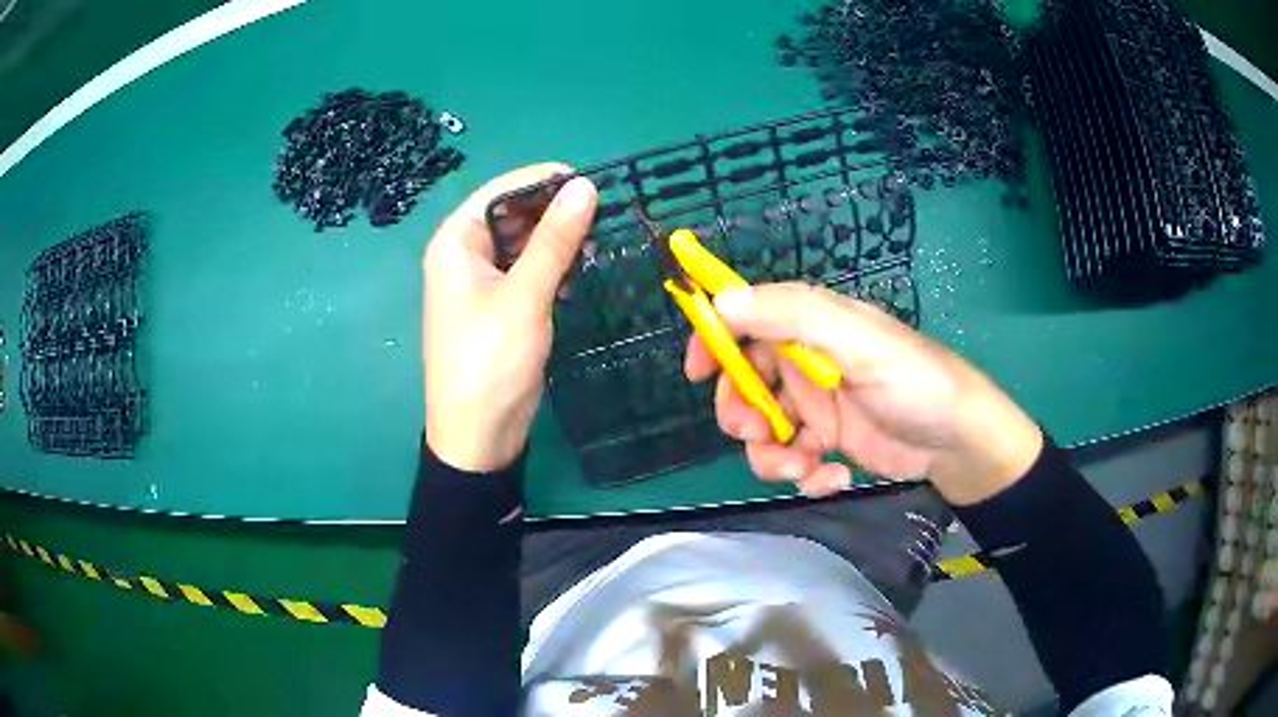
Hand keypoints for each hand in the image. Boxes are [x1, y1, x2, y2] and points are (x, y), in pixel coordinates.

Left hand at [423, 165, 597, 471]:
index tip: (595, 184)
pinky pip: (527, 269)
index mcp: (456, 241)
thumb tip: (585, 185)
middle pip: (513, 212)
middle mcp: (465, 253)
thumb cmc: (490, 362)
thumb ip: (554, 239)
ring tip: (594, 247)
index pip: (502, 189)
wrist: (478, 437)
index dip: (545, 180)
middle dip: (555, 211)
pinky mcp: (500, 304)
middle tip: (602, 219)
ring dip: (557, 240)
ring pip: (524, 241)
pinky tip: (575, 275)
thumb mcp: (525, 296)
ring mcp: (482, 280)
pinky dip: (552, 266)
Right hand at [685, 283, 1042, 504]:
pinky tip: (834, 478)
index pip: (747, 319)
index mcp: (812, 325)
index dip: (716, 340)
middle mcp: (807, 361)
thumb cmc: (914, 382)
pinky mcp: (827, 443)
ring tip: (806, 467)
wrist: (958, 442)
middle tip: (759, 435)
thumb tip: (720, 301)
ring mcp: (816, 406)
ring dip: (773, 455)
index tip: (697, 372)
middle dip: (743, 413)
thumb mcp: (858, 341)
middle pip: (745, 383)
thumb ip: (792, 315)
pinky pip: (792, 459)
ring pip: (763, 429)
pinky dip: (804, 475)